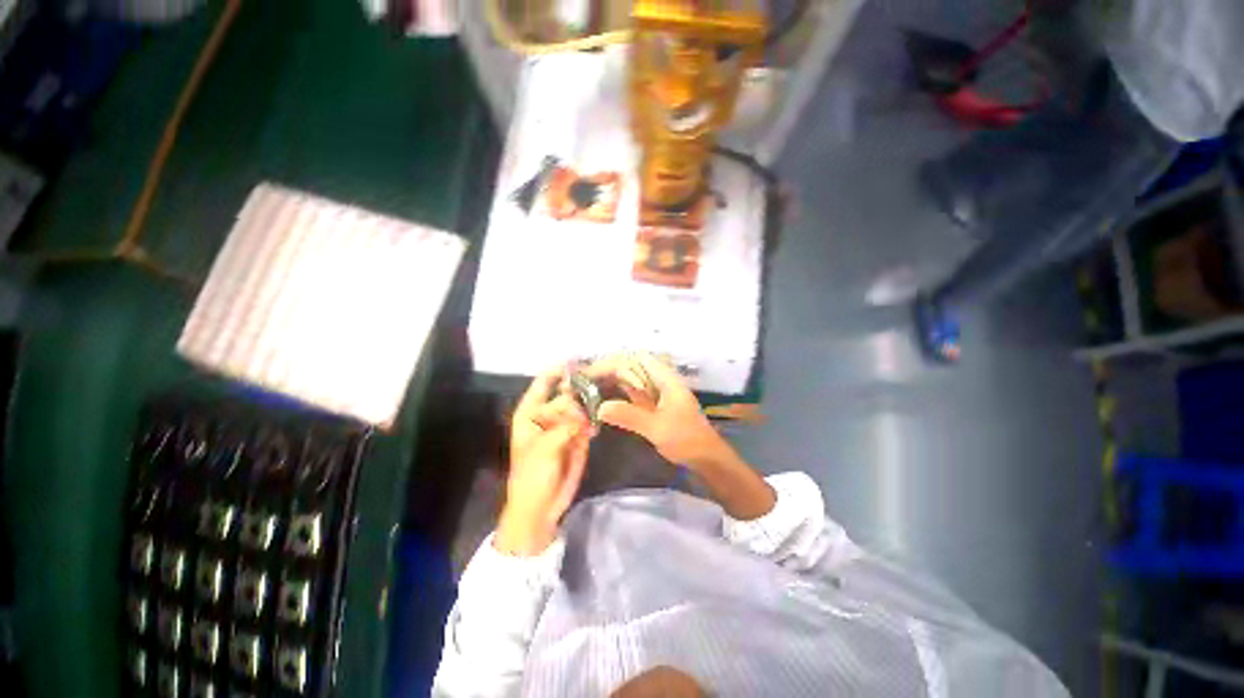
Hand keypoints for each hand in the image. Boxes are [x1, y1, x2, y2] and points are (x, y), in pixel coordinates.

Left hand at [495, 368, 592, 555]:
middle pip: (566, 392)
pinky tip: (595, 428)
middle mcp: (548, 414)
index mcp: (531, 412)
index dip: (558, 370)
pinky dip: (594, 420)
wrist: (541, 508)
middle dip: (581, 387)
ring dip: (591, 402)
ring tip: (603, 398)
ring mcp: (564, 425)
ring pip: (580, 405)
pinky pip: (588, 421)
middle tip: (599, 380)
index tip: (578, 361)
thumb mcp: (543, 447)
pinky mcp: (578, 437)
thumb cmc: (532, 476)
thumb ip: (564, 422)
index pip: (544, 383)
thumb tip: (582, 403)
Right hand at [584, 352, 739, 471]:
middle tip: (584, 382)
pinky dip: (618, 394)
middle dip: (608, 370)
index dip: (614, 361)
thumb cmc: (686, 440)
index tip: (592, 374)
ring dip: (611, 381)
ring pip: (631, 379)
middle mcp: (660, 380)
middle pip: (631, 366)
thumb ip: (630, 416)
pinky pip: (633, 393)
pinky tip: (604, 401)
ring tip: (588, 388)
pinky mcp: (654, 405)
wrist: (706, 458)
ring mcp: (657, 393)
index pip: (637, 358)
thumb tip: (600, 408)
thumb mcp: (657, 428)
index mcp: (665, 378)